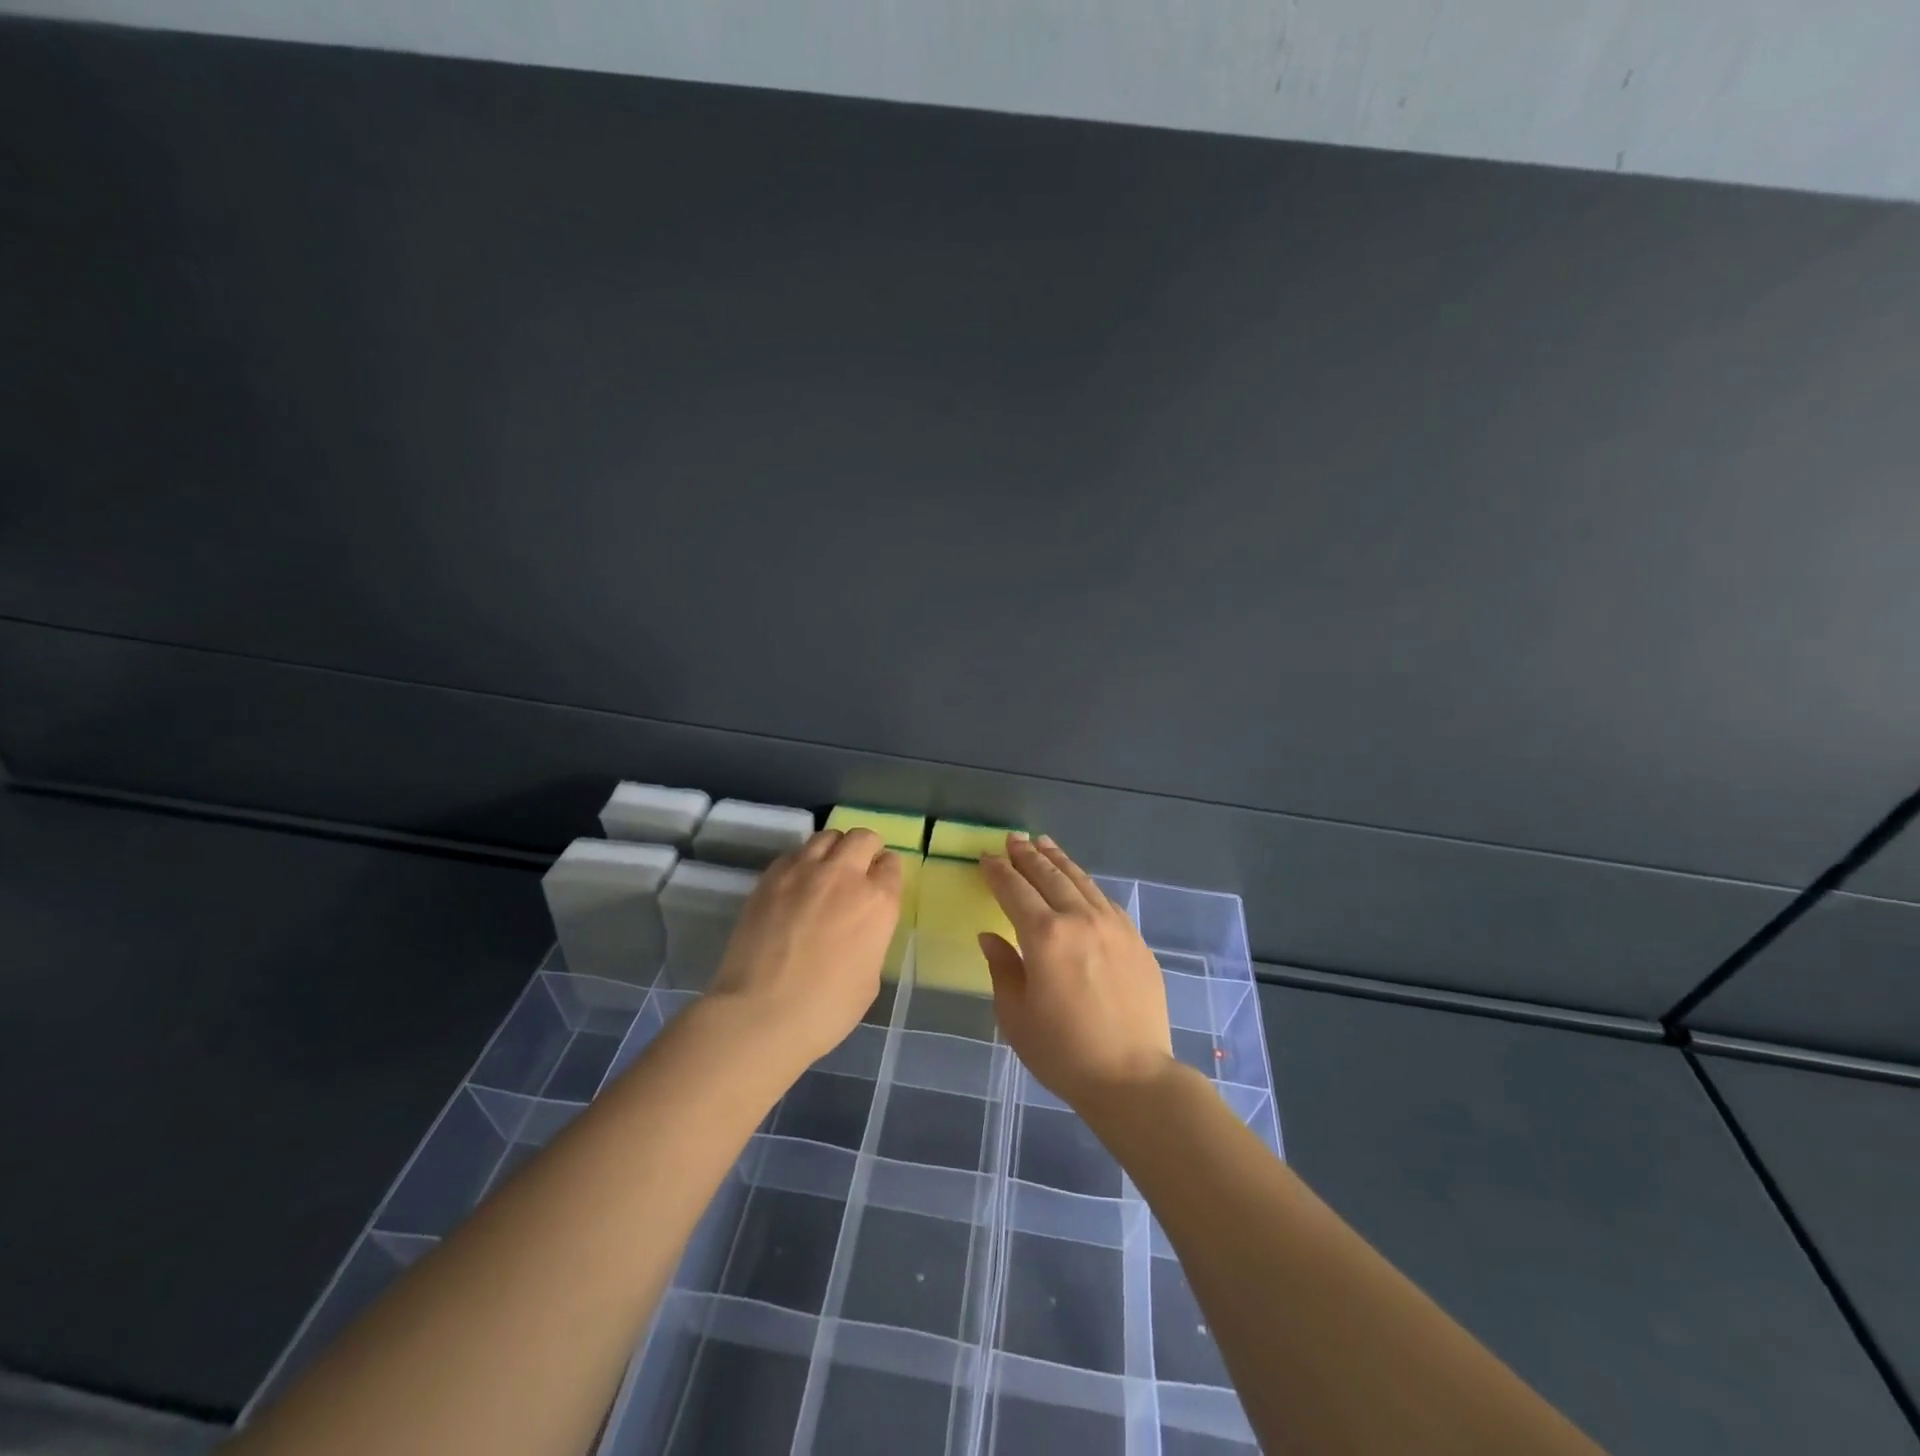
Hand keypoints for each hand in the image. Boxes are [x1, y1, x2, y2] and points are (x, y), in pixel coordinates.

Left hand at [709, 828, 902, 1075]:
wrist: (760, 1014)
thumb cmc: (826, 1009)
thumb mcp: (870, 977)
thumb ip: (871, 938)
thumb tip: (859, 928)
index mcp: (878, 902)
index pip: (892, 865)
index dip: (886, 874)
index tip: (879, 886)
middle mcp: (845, 875)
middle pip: (863, 838)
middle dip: (866, 850)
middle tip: (857, 871)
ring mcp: (804, 871)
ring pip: (827, 836)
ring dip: (834, 849)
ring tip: (825, 872)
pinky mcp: (771, 877)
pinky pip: (794, 854)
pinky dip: (801, 862)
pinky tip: (795, 886)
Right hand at [979, 835, 1174, 1114]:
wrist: (1133, 1076)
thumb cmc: (1063, 1051)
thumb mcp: (1016, 1015)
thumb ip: (1002, 968)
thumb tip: (990, 936)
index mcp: (1045, 936)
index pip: (1014, 891)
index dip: (998, 872)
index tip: (986, 857)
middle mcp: (1080, 919)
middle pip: (1049, 876)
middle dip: (1027, 856)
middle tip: (1013, 840)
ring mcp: (1113, 926)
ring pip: (1080, 880)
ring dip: (1058, 860)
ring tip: (1043, 843)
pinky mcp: (1135, 939)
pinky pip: (1104, 899)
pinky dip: (1085, 883)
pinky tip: (1079, 882)